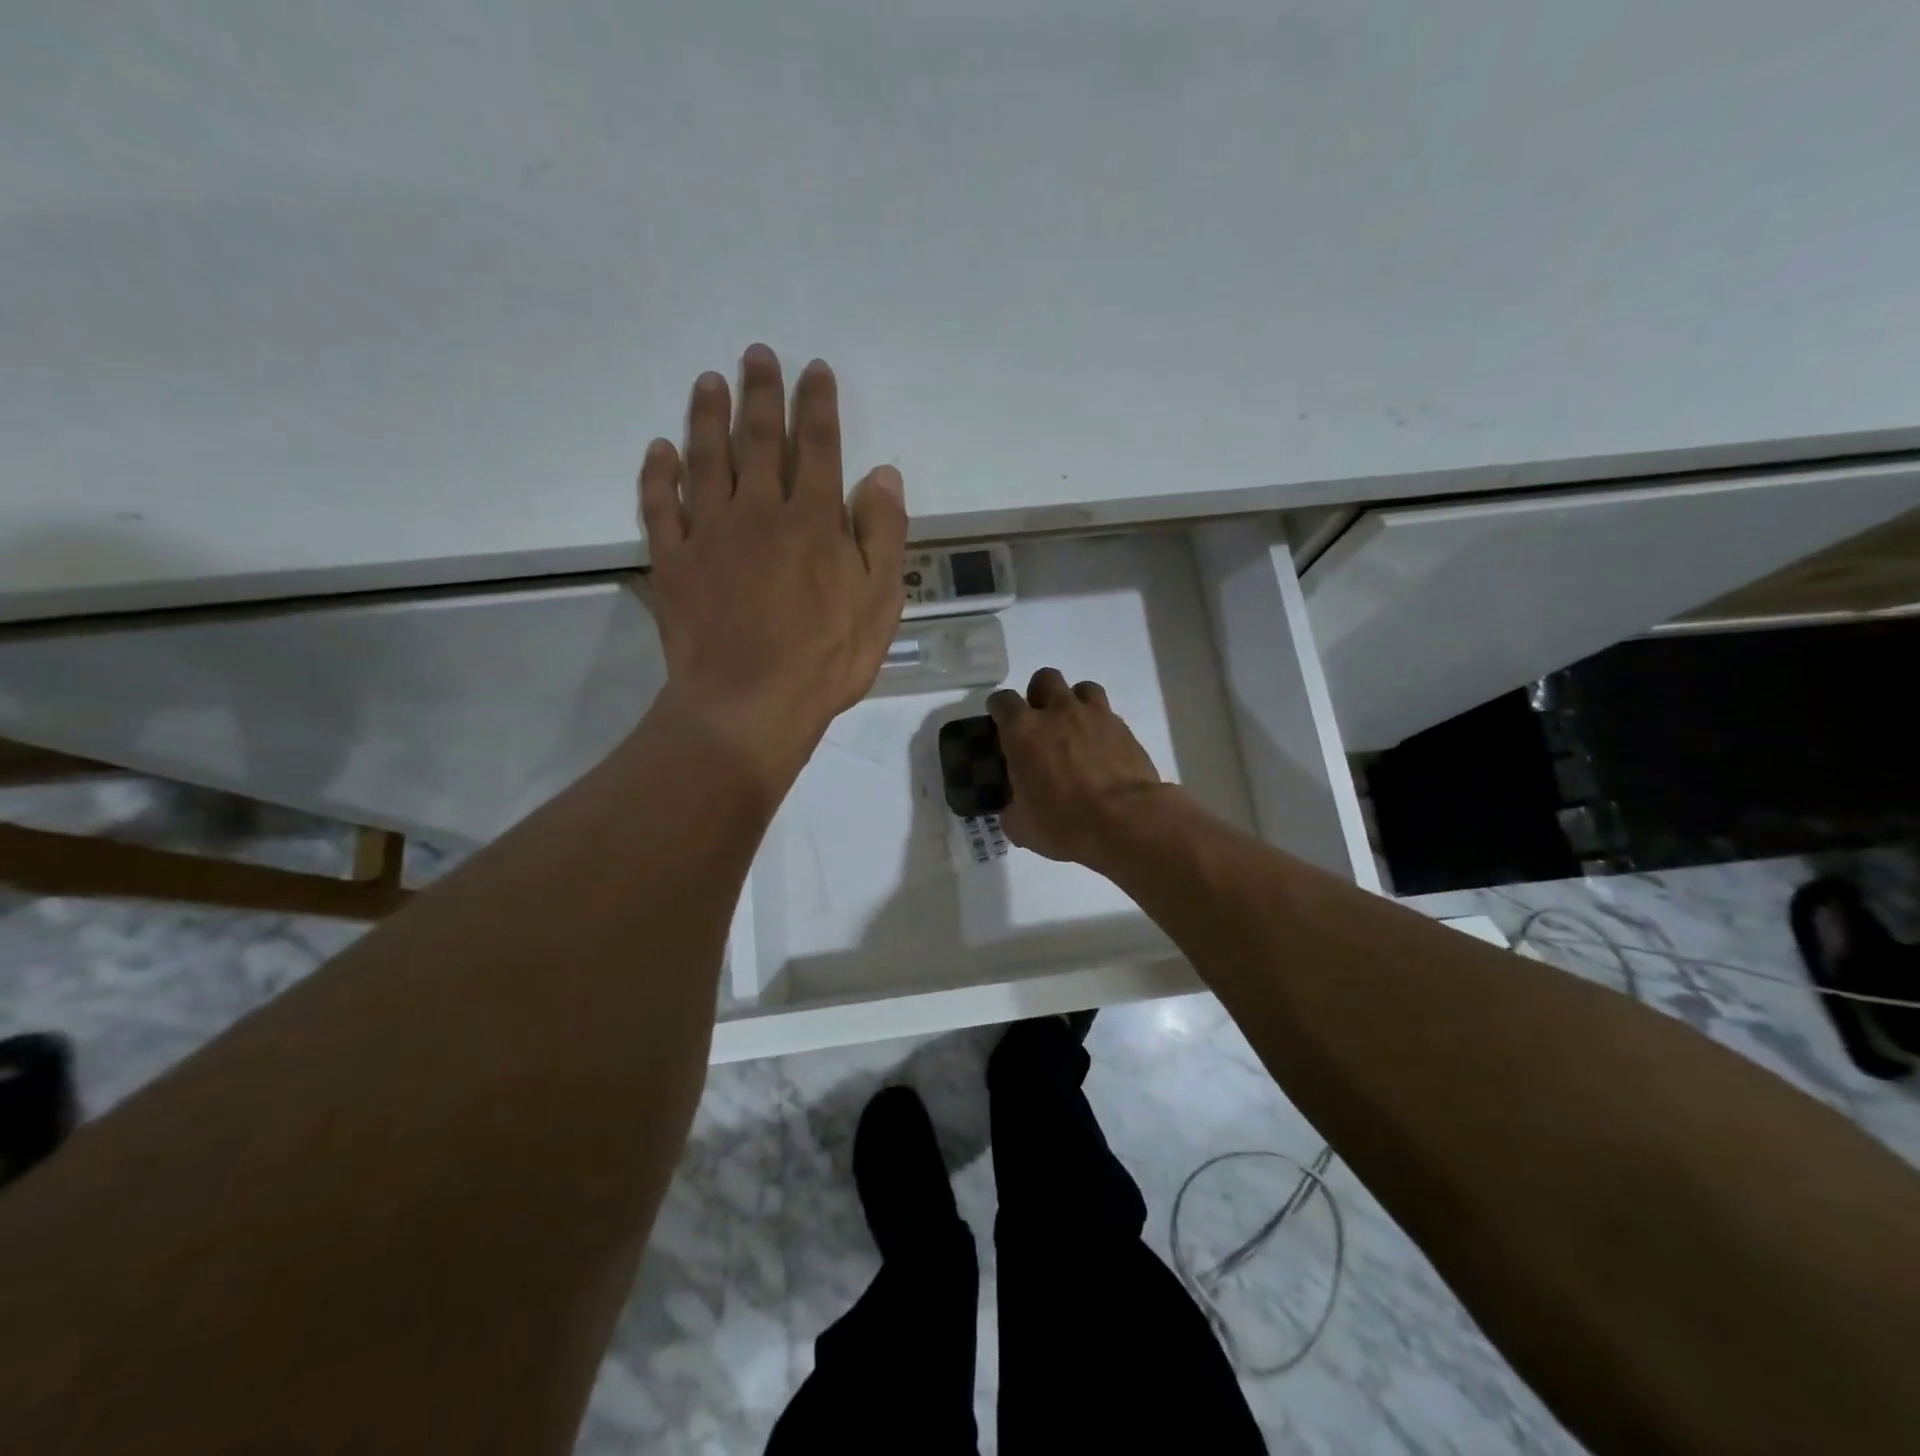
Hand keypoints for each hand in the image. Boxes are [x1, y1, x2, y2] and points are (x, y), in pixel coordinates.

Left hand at [639, 344, 907, 789]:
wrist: (749, 704)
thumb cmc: (825, 659)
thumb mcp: (879, 602)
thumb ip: (882, 535)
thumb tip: (884, 475)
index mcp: (814, 521)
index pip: (818, 446)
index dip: (817, 405)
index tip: (813, 369)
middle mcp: (759, 512)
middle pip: (759, 439)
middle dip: (761, 393)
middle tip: (756, 354)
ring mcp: (710, 534)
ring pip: (706, 460)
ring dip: (708, 417)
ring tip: (709, 382)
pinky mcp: (674, 562)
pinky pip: (661, 506)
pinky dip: (658, 475)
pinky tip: (658, 450)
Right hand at [987, 668, 1168, 867]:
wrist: (1126, 822)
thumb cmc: (1064, 822)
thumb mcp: (1021, 826)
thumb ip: (1012, 808)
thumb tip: (1014, 807)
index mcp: (1023, 731)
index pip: (1002, 701)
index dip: (999, 709)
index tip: (1000, 724)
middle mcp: (1058, 712)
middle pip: (1045, 679)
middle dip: (1039, 695)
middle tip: (1041, 722)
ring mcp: (1095, 716)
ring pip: (1082, 688)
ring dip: (1074, 702)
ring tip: (1075, 729)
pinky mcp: (1124, 729)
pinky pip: (1108, 715)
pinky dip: (1101, 726)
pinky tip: (1101, 750)